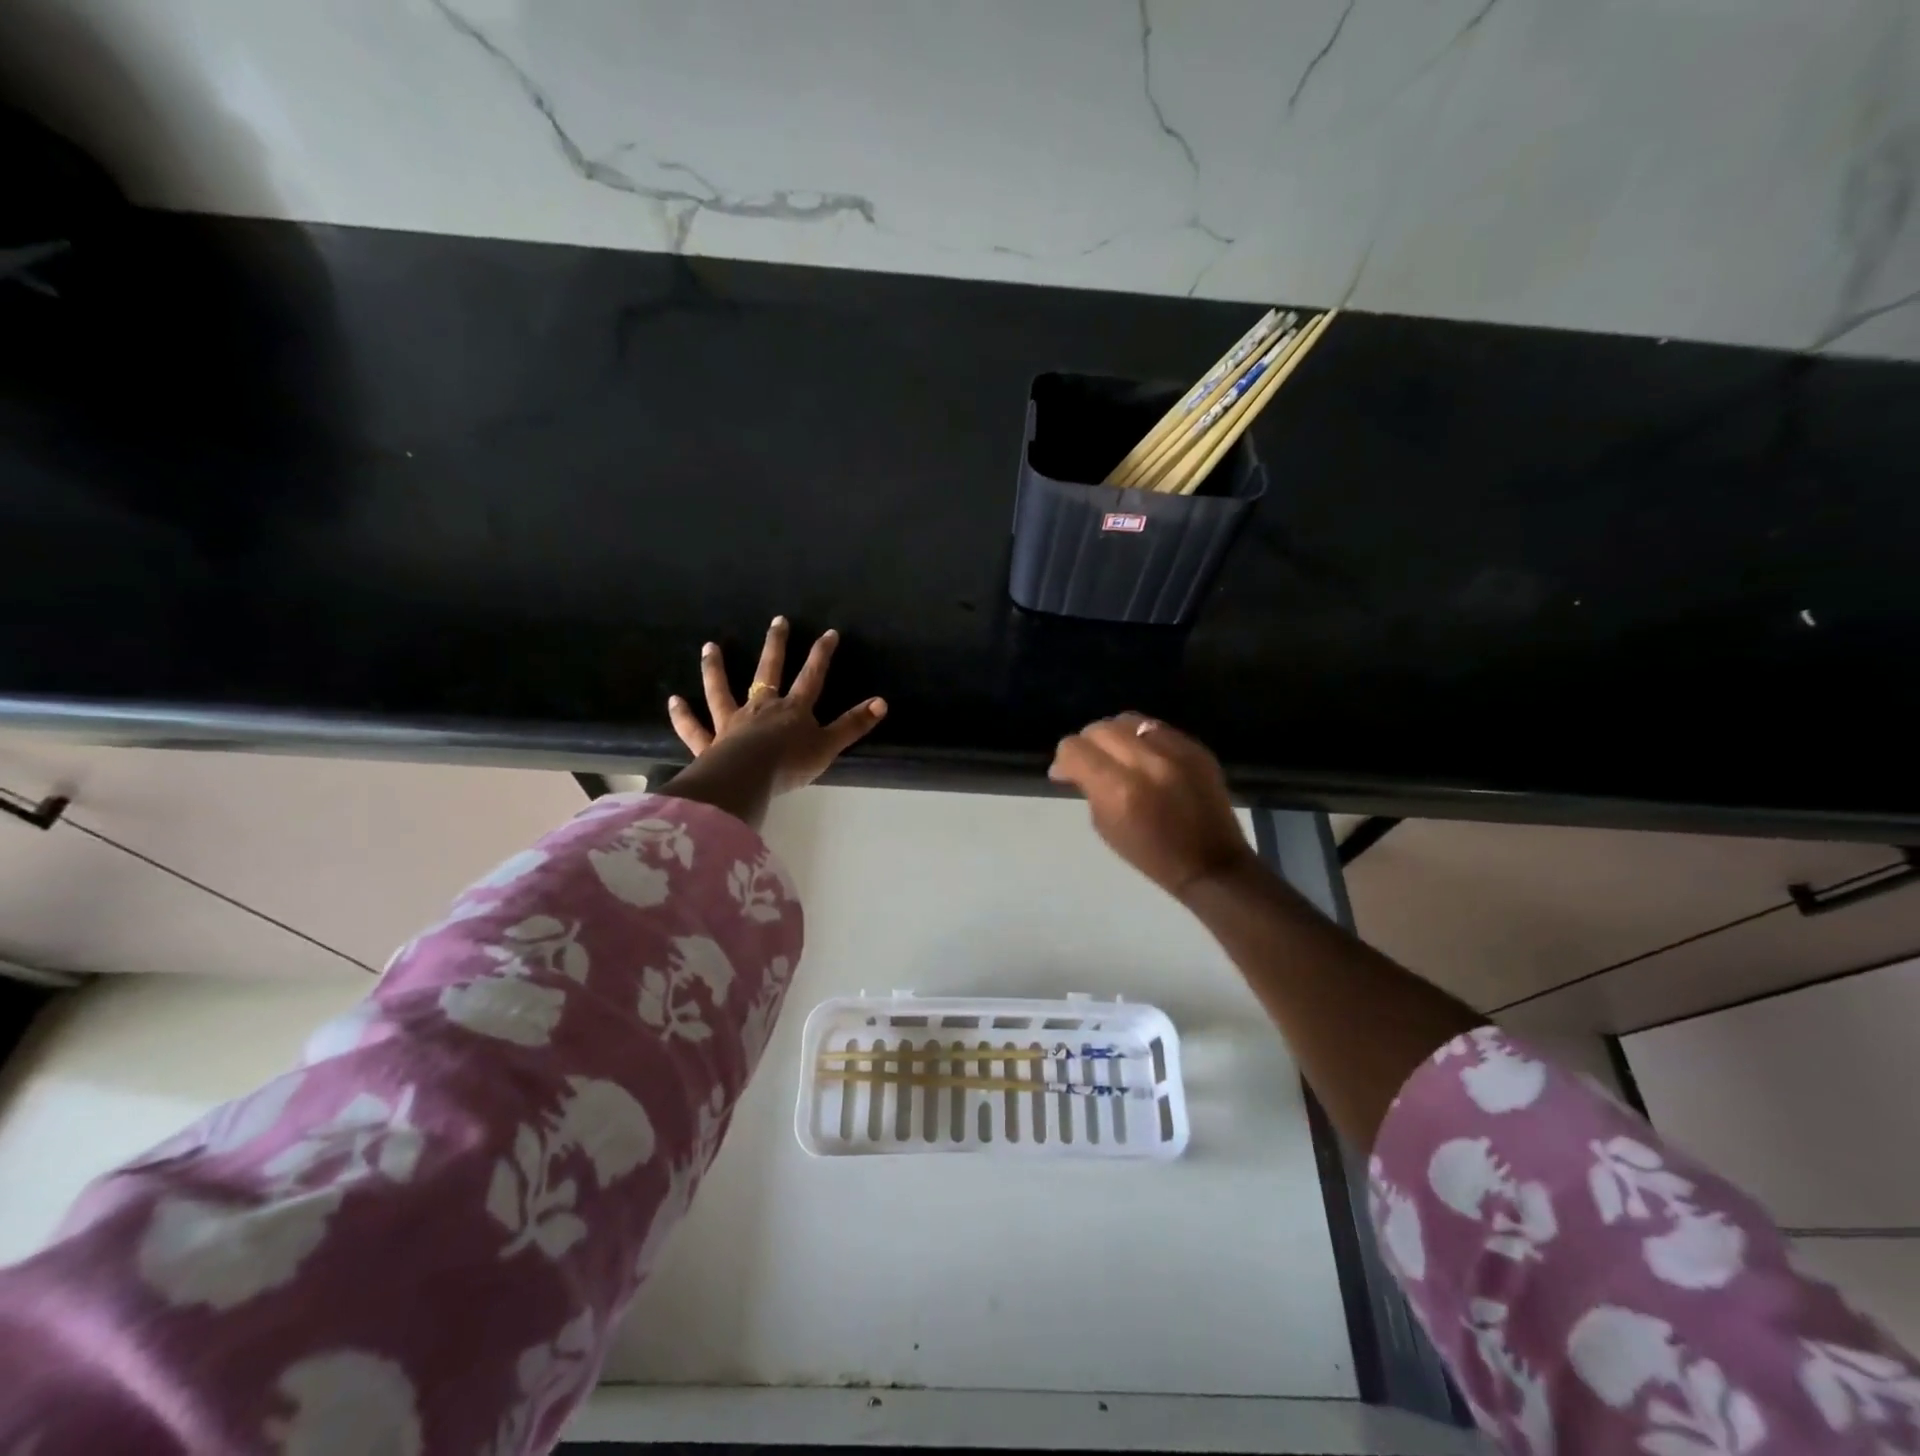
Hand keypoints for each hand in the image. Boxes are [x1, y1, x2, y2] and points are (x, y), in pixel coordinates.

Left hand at [668, 616, 886, 796]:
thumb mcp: (828, 746)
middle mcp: (761, 708)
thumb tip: (882, 702)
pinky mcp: (709, 743)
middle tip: (777, 620)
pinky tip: (673, 700)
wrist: (747, 778)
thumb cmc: (790, 764)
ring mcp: (732, 723)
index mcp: (793, 710)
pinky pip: (694, 728)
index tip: (828, 633)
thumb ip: (852, 725)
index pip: (812, 677)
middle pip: (769, 671)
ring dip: (716, 669)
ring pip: (722, 691)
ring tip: (710, 646)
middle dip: (776, 645)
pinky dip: (683, 715)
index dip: (821, 655)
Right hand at [1049, 712, 1255, 899]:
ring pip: (1127, 720)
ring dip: (1114, 735)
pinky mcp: (1196, 748)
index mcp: (1119, 789)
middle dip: (1087, 744)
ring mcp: (1176, 751)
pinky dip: (1142, 738)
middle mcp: (1146, 762)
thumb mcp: (1105, 826)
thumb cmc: (1151, 855)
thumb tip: (1073, 766)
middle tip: (1089, 764)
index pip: (1075, 749)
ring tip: (1117, 755)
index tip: (1064, 774)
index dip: (1064, 759)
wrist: (1210, 863)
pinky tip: (1144, 757)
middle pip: (1099, 729)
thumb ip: (1089, 788)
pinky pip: (1156, 728)